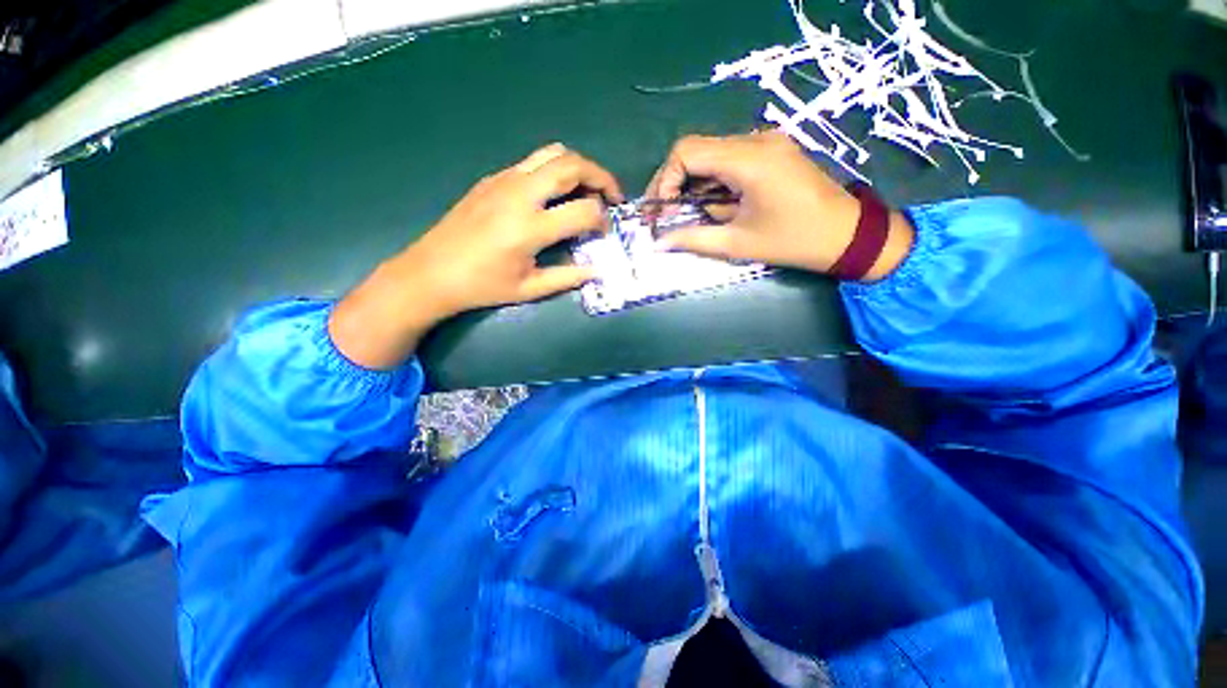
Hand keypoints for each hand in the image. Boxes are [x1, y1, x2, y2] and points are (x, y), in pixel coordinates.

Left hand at [330, 143, 622, 369]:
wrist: (431, 272)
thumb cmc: (482, 286)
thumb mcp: (529, 289)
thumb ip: (568, 277)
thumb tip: (597, 270)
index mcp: (530, 228)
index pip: (584, 210)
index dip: (603, 219)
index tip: (605, 232)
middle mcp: (520, 194)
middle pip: (572, 165)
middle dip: (602, 177)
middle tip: (612, 196)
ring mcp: (504, 180)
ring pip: (553, 153)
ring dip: (579, 167)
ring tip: (589, 189)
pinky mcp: (493, 178)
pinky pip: (533, 162)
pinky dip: (556, 170)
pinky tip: (555, 195)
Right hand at [645, 131, 912, 280]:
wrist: (848, 234)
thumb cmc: (794, 241)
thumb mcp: (738, 243)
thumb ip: (693, 239)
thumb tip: (658, 242)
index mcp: (749, 159)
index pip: (687, 151)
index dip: (665, 180)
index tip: (662, 212)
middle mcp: (755, 140)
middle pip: (696, 150)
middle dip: (673, 183)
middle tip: (664, 215)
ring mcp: (765, 142)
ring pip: (710, 155)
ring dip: (692, 185)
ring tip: (689, 215)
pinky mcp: (771, 151)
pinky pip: (728, 160)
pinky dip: (712, 182)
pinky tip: (714, 205)